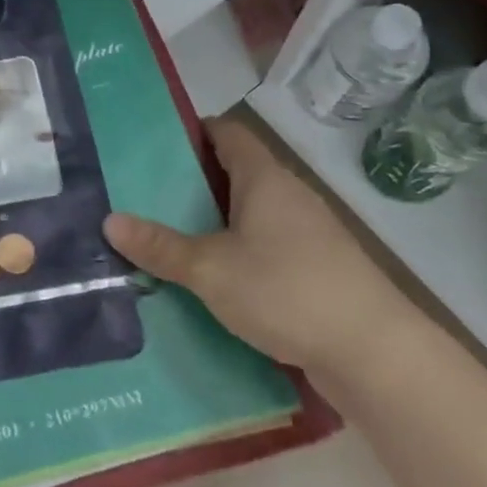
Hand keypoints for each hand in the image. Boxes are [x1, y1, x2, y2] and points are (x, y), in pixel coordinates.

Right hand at [104, 115, 422, 381]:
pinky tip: (212, 278)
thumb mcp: (210, 270)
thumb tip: (110, 221)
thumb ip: (161, 246)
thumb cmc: (287, 291)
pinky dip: (238, 251)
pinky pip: (266, 245)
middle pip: (235, 172)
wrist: (376, 355)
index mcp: (264, 178)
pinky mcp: (318, 269)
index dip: (192, 131)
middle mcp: (288, 195)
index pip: (226, 133)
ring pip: (250, 213)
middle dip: (193, 182)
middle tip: (145, 194)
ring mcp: (308, 233)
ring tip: (169, 236)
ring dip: (215, 221)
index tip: (153, 145)